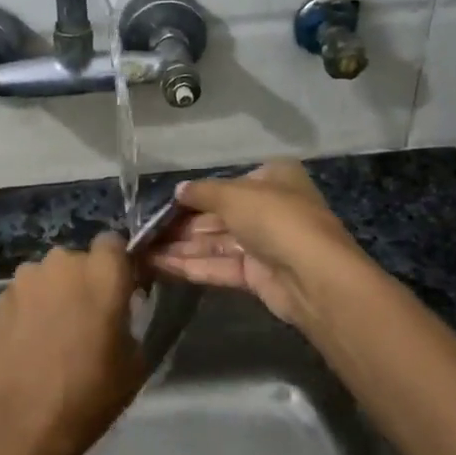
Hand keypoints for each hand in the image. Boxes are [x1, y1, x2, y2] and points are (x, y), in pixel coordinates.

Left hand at [0, 234, 145, 454]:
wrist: (25, 420)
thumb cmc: (91, 391)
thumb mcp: (135, 360)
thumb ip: (129, 319)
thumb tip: (117, 312)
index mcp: (103, 272)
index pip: (114, 242)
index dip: (117, 264)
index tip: (121, 290)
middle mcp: (63, 262)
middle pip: (78, 259)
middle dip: (84, 279)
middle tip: (87, 317)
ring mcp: (25, 279)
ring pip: (47, 275)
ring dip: (54, 292)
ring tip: (55, 331)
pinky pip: (24, 295)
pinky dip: (29, 309)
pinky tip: (30, 342)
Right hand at [149, 161, 367, 326]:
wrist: (312, 275)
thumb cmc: (275, 218)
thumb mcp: (234, 194)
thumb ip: (202, 192)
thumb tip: (178, 190)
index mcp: (273, 179)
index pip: (228, 185)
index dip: (195, 195)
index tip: (163, 204)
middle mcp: (269, 209)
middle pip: (218, 216)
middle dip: (182, 225)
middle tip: (145, 232)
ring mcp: (264, 244)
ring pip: (215, 243)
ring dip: (181, 247)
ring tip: (143, 251)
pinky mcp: (257, 275)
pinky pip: (219, 266)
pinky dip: (191, 265)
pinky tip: (159, 265)